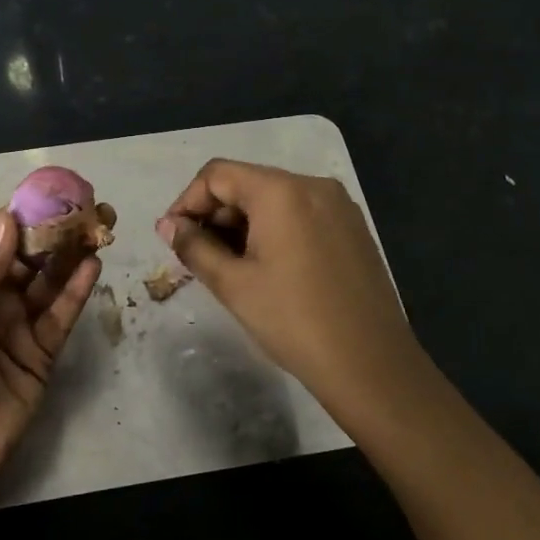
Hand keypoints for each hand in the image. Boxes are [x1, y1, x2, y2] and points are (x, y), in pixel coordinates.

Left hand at [0, 210, 99, 505]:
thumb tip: (7, 220)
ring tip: (98, 229)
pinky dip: (76, 292)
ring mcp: (18, 326)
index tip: (52, 191)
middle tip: (87, 207)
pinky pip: (61, 316)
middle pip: (29, 258)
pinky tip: (92, 267)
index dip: (21, 216)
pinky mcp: (41, 354)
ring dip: (71, 257)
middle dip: (55, 233)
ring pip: (49, 283)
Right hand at [157, 159, 424, 408]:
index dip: (187, 202)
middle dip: (215, 214)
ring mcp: (338, 205)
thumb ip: (195, 247)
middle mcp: (313, 185)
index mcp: (282, 191)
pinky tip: (266, 267)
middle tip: (197, 256)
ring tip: (228, 265)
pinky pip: (300, 214)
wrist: (371, 364)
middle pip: (247, 183)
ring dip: (243, 223)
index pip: (218, 174)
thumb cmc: (294, 321)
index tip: (173, 238)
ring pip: (274, 199)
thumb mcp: (233, 285)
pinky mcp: (352, 227)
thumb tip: (168, 226)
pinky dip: (274, 229)